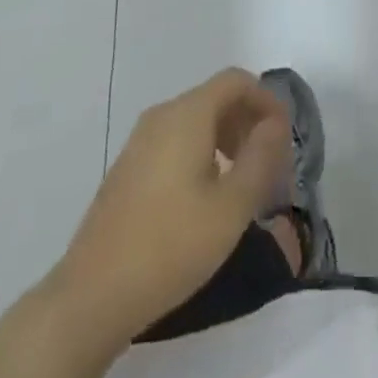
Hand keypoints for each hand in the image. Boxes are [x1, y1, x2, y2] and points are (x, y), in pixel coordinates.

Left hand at [52, 69, 290, 347]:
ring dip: (227, 140)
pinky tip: (206, 198)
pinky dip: (202, 153)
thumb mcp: (231, 207)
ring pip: (196, 121)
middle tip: (270, 165)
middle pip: (216, 98)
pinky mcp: (128, 168)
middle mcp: (162, 115)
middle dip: (248, 122)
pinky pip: (176, 141)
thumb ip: (261, 158)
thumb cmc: (170, 246)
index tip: (285, 138)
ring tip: (243, 183)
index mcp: (188, 114)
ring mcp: (140, 141)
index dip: (266, 100)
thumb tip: (275, 124)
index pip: (236, 81)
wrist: (92, 295)